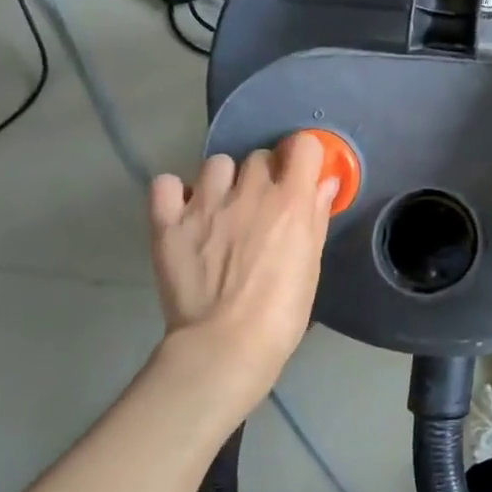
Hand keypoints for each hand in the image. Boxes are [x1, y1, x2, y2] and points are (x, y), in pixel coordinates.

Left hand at [148, 131, 337, 420]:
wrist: (226, 345)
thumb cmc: (282, 311)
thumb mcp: (311, 263)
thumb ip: (317, 216)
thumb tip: (325, 183)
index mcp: (290, 200)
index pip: (303, 146)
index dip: (303, 157)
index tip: (301, 175)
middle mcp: (249, 192)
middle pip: (259, 156)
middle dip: (264, 174)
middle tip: (261, 206)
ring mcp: (205, 205)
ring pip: (217, 164)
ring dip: (224, 181)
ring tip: (222, 209)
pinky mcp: (169, 223)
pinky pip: (165, 184)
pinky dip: (175, 193)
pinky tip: (184, 212)